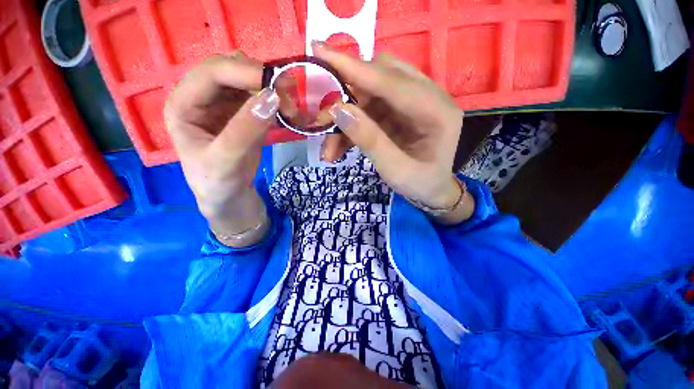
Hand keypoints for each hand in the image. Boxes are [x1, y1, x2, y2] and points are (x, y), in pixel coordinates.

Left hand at [164, 51, 278, 244]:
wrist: (229, 197)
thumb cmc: (218, 183)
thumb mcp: (227, 160)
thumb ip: (246, 129)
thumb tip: (273, 97)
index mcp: (183, 104)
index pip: (212, 73)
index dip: (245, 72)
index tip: (279, 86)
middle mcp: (200, 97)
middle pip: (230, 69)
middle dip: (260, 77)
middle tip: (288, 95)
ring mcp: (222, 104)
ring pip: (246, 80)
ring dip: (269, 87)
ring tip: (289, 105)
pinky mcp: (240, 114)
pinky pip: (258, 96)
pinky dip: (273, 100)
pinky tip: (285, 111)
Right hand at [312, 42, 473, 223]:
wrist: (431, 191)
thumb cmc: (420, 184)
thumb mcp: (396, 170)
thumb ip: (370, 140)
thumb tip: (338, 110)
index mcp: (437, 112)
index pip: (393, 81)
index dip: (355, 69)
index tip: (320, 52)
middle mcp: (427, 98)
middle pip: (380, 78)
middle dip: (346, 94)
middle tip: (322, 117)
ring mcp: (410, 104)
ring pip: (369, 95)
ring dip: (345, 117)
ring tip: (329, 147)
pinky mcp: (397, 112)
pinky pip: (368, 110)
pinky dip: (350, 127)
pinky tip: (338, 148)